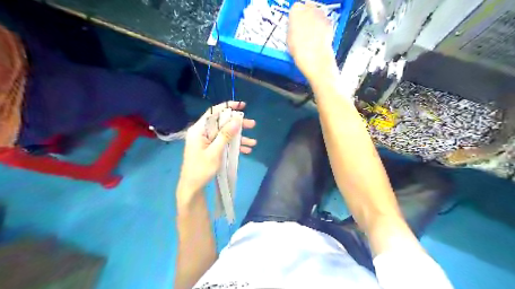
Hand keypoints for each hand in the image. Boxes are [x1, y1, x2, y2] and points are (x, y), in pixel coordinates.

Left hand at [179, 101, 255, 193]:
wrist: (192, 187)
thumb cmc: (201, 169)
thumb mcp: (214, 152)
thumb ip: (225, 135)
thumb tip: (236, 120)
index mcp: (199, 130)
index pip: (213, 113)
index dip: (228, 107)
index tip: (242, 105)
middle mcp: (202, 133)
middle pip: (222, 123)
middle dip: (238, 125)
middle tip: (252, 125)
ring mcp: (207, 141)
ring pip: (225, 134)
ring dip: (239, 138)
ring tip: (253, 142)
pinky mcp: (211, 149)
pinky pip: (224, 143)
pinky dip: (234, 146)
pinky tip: (246, 150)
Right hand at [286, 2, 338, 82]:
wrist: (314, 57)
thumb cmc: (299, 50)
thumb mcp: (288, 39)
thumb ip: (291, 29)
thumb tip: (293, 29)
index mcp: (295, 11)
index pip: (294, 8)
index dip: (294, 18)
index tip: (293, 25)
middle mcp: (309, 8)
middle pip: (307, 8)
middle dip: (306, 16)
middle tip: (302, 29)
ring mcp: (321, 14)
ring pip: (317, 14)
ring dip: (314, 21)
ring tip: (311, 35)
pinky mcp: (329, 22)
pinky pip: (324, 22)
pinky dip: (322, 27)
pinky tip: (318, 38)